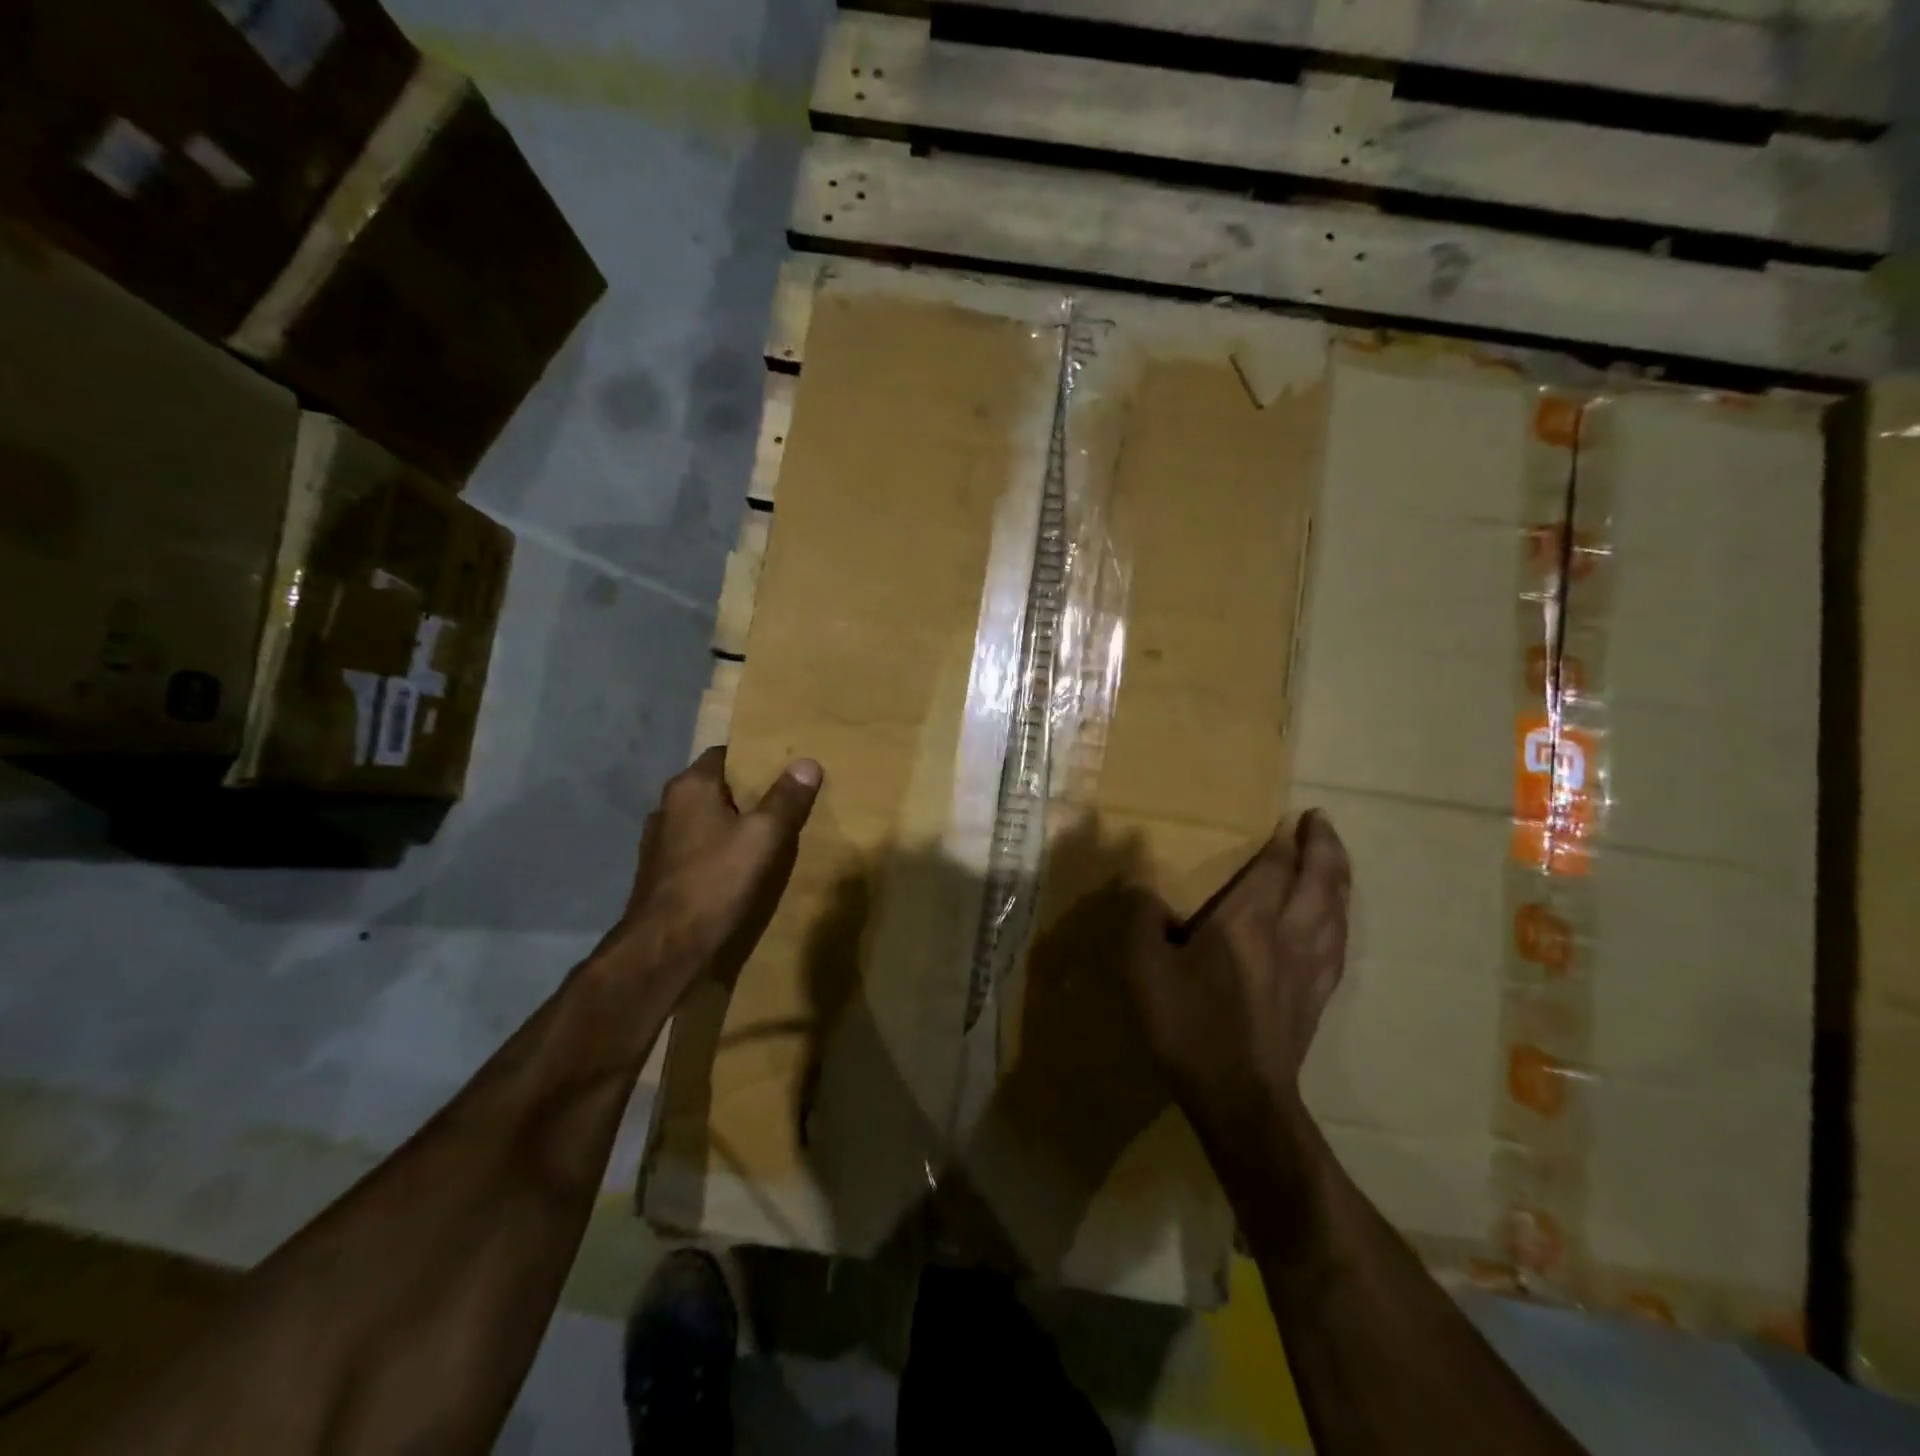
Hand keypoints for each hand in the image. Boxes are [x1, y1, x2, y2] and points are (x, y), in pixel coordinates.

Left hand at [603, 747, 821, 988]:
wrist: (666, 947)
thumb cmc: (716, 880)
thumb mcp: (763, 836)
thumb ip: (786, 799)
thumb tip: (808, 762)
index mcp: (690, 787)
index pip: (724, 754)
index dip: (754, 759)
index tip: (783, 769)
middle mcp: (667, 806)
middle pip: (714, 788)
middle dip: (746, 794)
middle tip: (783, 802)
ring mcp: (659, 842)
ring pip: (703, 820)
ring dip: (729, 825)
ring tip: (764, 836)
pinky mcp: (659, 873)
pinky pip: (695, 849)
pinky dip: (715, 851)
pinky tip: (737, 868)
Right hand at [1124, 812, 1350, 1134]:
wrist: (1240, 1099)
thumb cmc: (1190, 1027)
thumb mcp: (1145, 971)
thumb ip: (1140, 921)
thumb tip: (1140, 887)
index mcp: (1246, 922)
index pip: (1275, 868)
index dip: (1284, 841)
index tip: (1290, 817)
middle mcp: (1288, 935)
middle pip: (1318, 881)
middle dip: (1323, 847)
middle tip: (1321, 821)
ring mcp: (1310, 968)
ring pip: (1336, 910)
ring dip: (1338, 877)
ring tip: (1335, 860)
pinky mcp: (1317, 998)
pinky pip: (1339, 945)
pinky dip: (1341, 919)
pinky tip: (1338, 922)